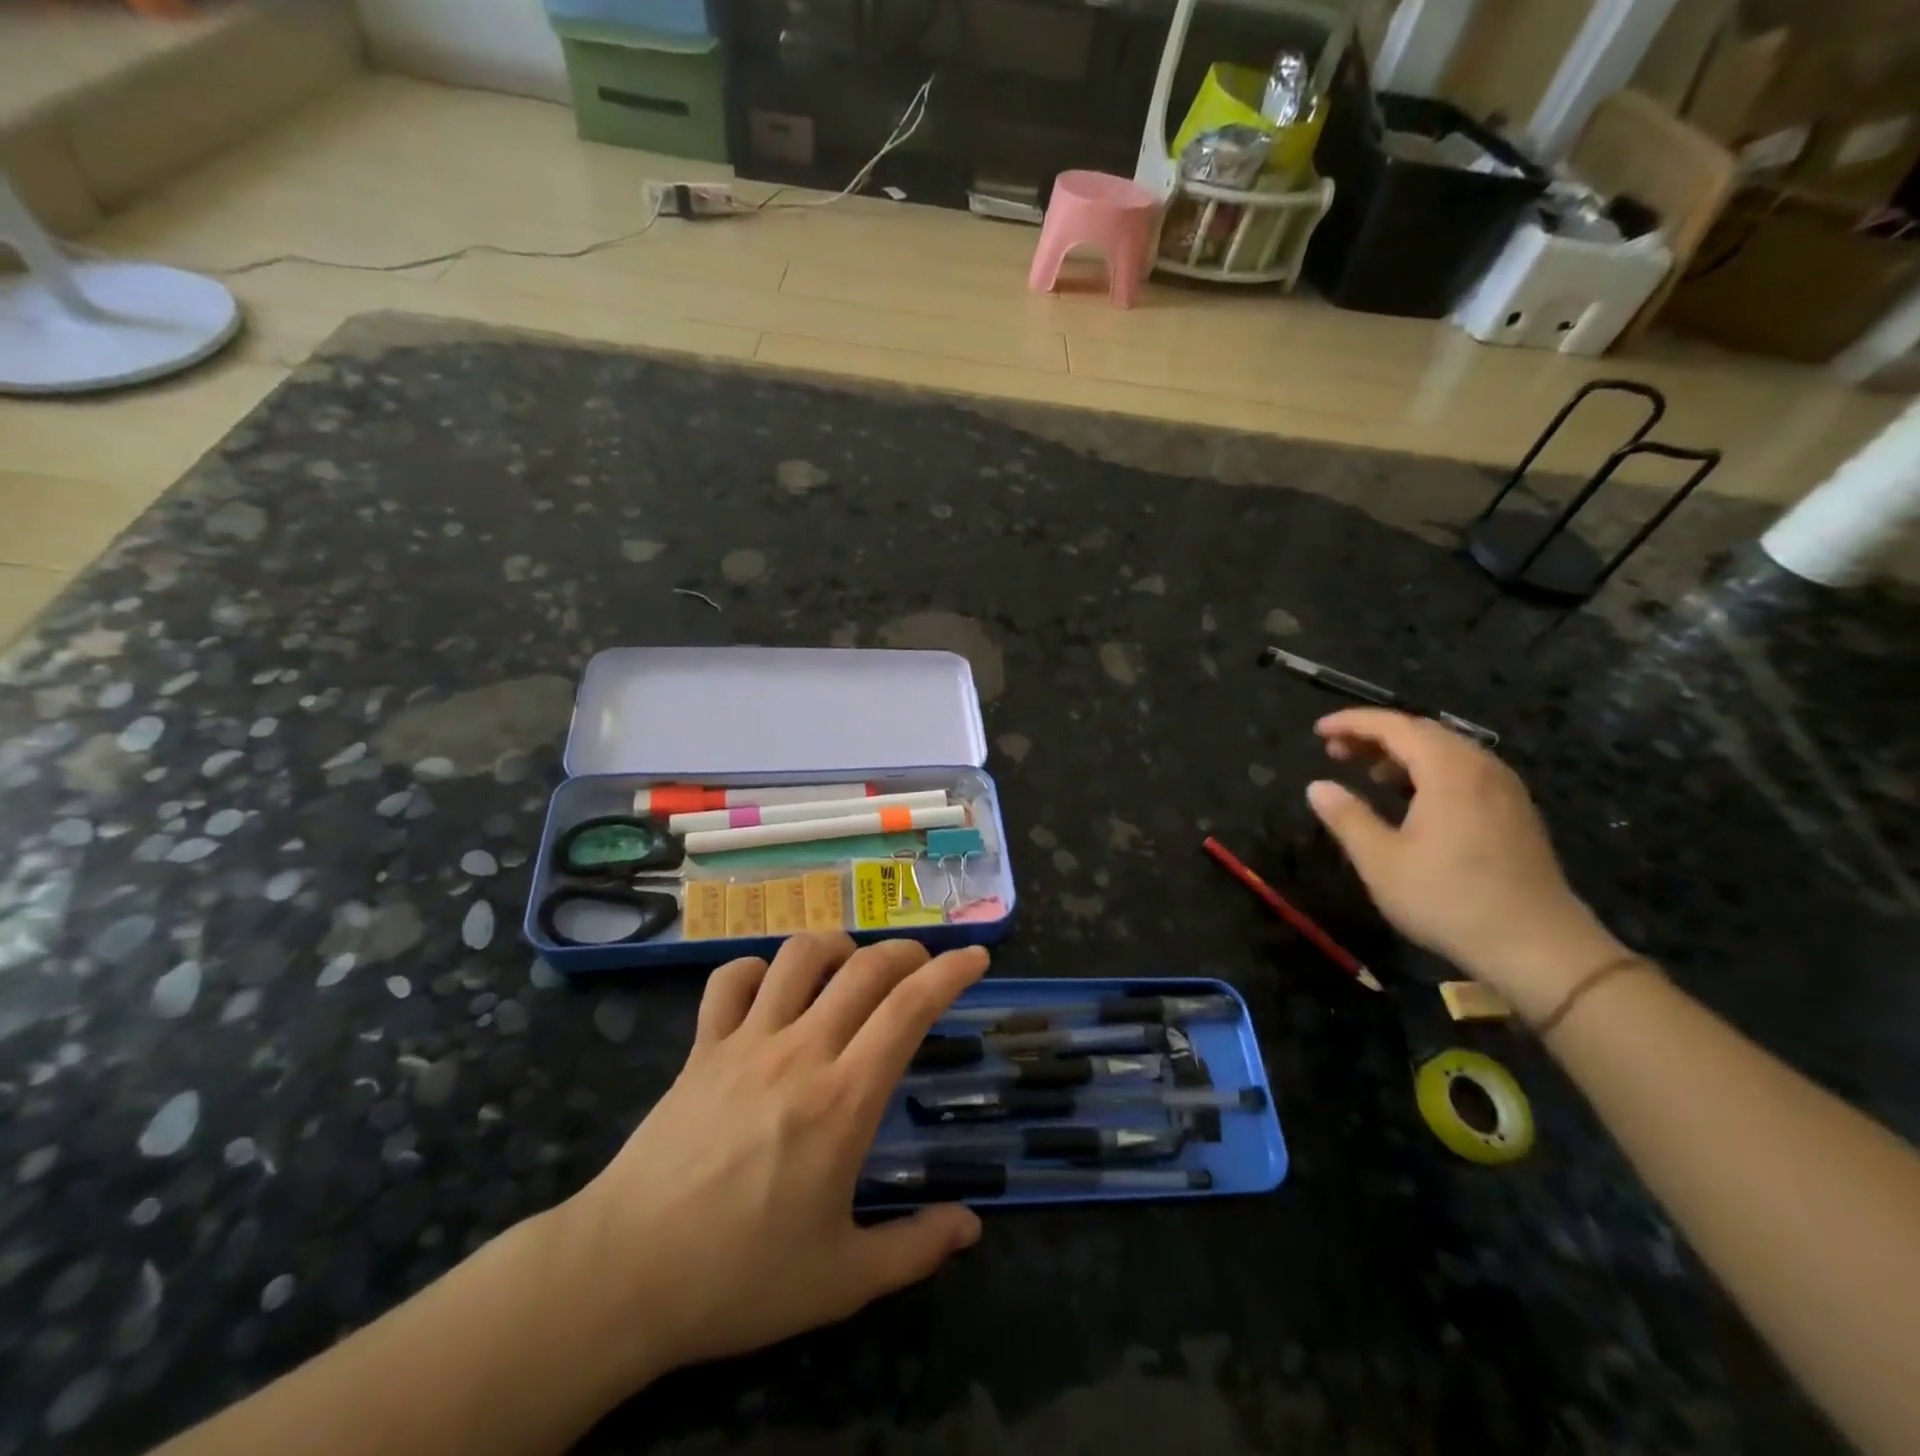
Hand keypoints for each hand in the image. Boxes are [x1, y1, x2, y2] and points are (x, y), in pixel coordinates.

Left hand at [560, 933, 987, 1383]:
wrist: (624, 1276)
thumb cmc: (740, 1279)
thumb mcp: (842, 1280)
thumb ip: (915, 1249)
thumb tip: (971, 1226)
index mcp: (844, 1099)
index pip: (909, 1009)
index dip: (950, 973)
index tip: (975, 958)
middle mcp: (801, 1051)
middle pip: (865, 969)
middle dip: (906, 952)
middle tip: (924, 965)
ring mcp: (746, 1041)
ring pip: (800, 956)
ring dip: (837, 946)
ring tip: (852, 967)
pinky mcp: (702, 1047)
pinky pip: (729, 980)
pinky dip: (758, 970)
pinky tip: (772, 989)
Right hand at [1304, 709, 1626, 1017]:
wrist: (1538, 947)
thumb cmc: (1449, 900)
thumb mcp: (1381, 861)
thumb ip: (1346, 817)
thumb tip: (1317, 786)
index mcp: (1448, 770)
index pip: (1394, 726)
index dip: (1352, 723)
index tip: (1317, 731)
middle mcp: (1481, 767)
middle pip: (1422, 733)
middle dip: (1374, 736)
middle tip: (1334, 751)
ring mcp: (1504, 789)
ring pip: (1446, 752)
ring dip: (1402, 754)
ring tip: (1367, 773)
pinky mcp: (1514, 812)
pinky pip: (1464, 772)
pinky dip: (1428, 771)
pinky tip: (1411, 799)